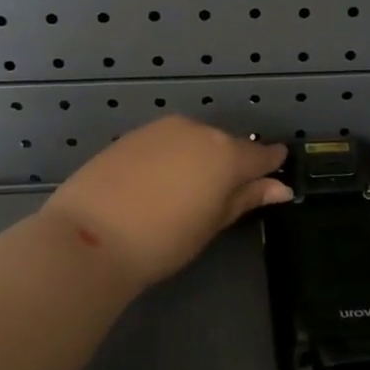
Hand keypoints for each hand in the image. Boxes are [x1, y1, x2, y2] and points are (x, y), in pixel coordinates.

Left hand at [41, 117, 290, 289]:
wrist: (90, 237)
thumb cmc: (163, 241)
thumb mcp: (212, 224)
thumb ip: (246, 199)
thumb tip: (279, 188)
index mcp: (226, 154)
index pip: (261, 155)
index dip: (270, 165)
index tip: (274, 175)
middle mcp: (198, 131)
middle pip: (225, 144)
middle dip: (229, 165)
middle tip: (221, 197)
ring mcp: (162, 129)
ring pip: (193, 140)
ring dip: (198, 159)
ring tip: (186, 193)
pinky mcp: (132, 134)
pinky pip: (165, 142)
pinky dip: (170, 157)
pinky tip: (157, 184)